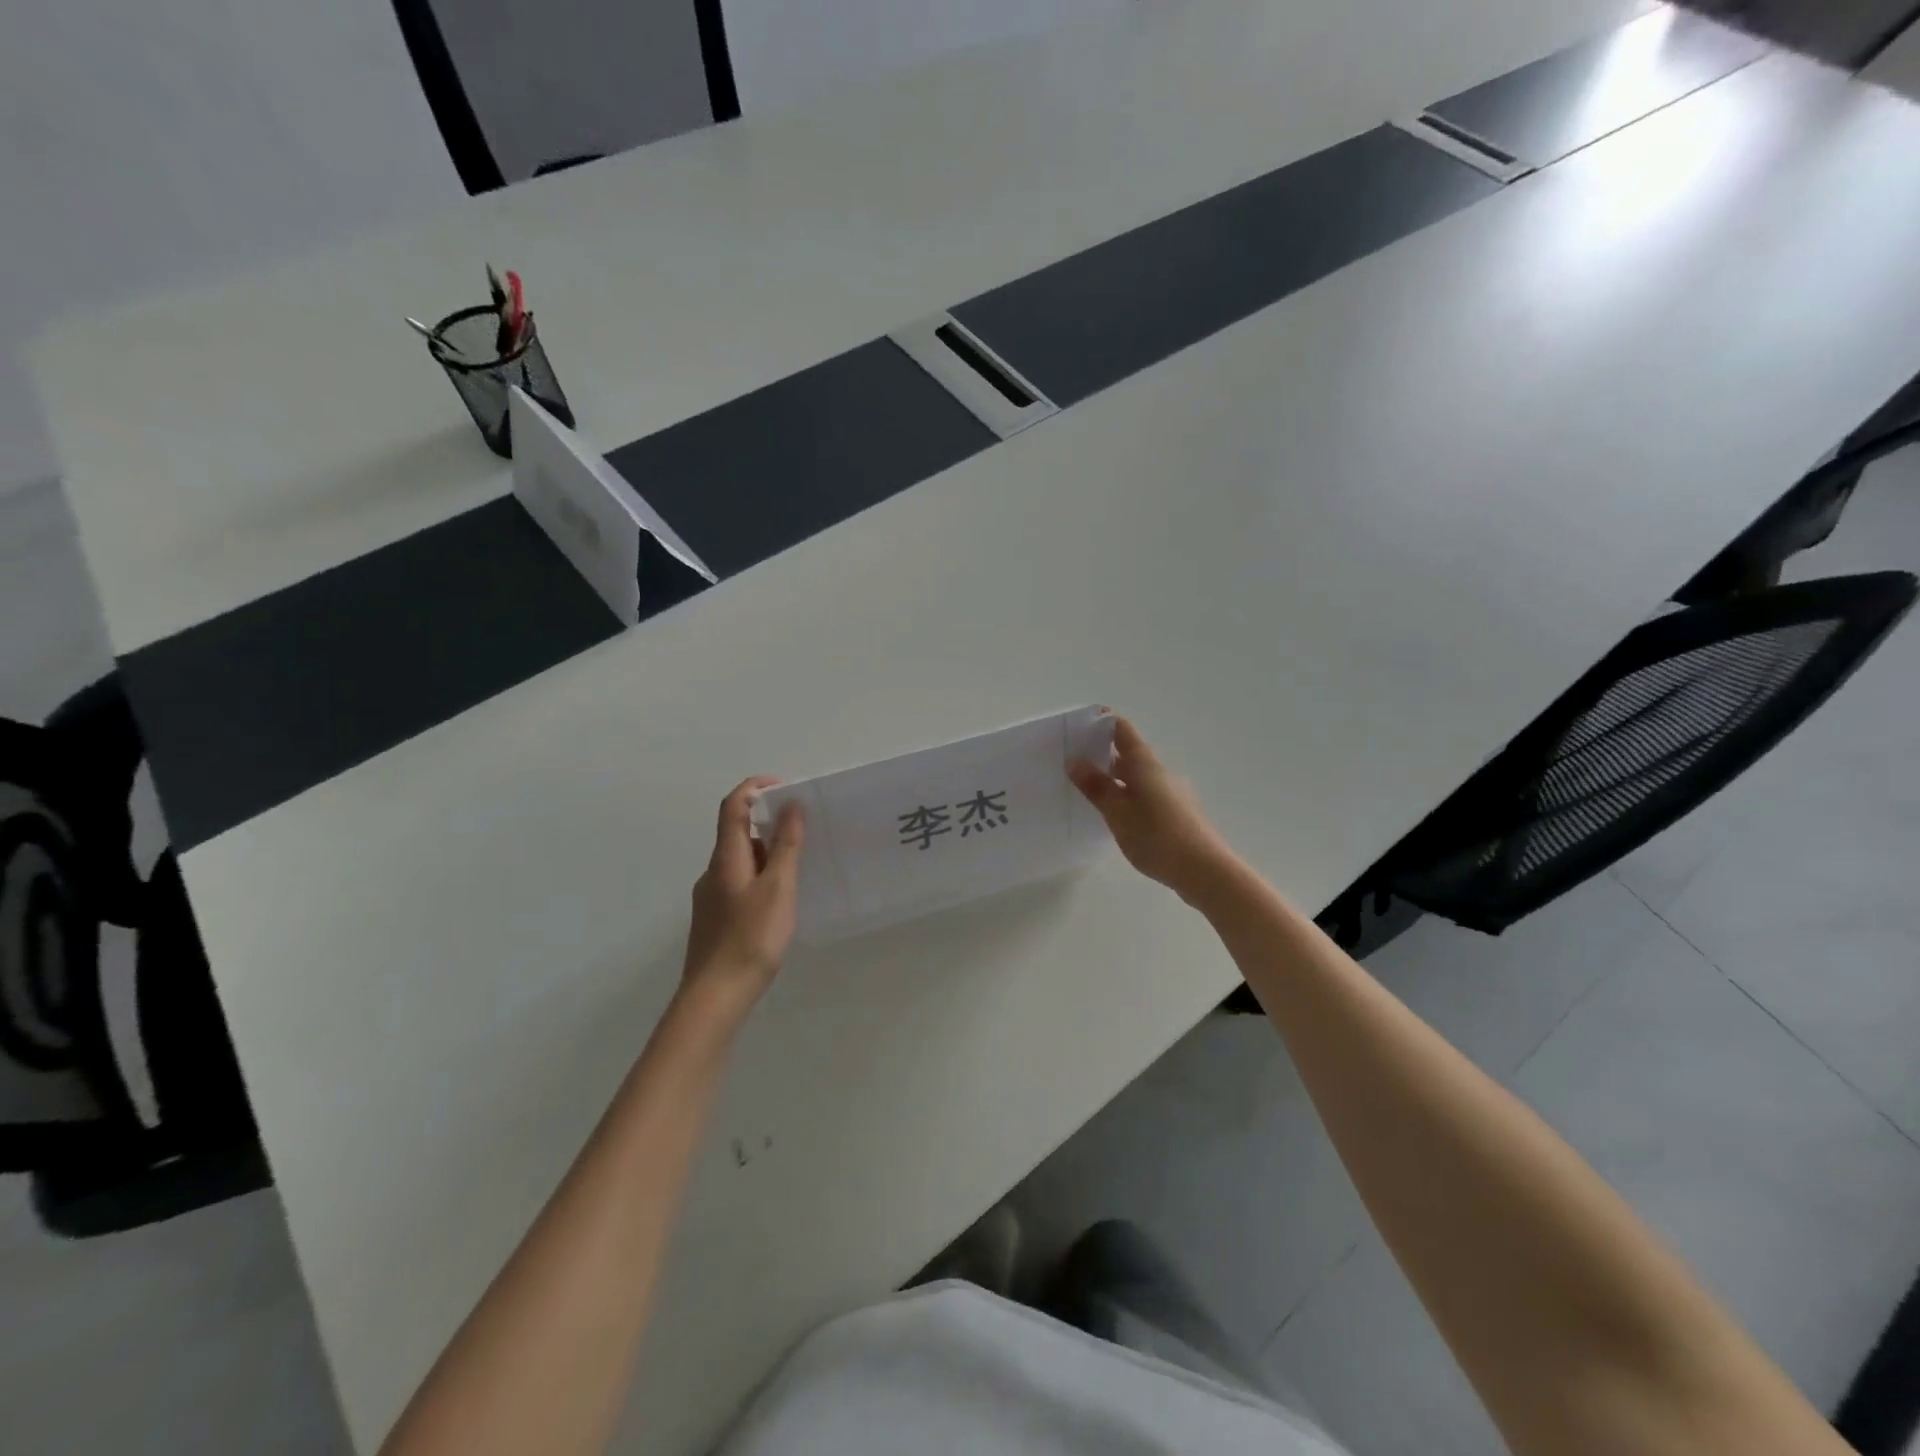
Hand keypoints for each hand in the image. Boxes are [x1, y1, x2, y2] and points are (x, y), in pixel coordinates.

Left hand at [681, 777, 804, 1016]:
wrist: (716, 997)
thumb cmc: (750, 938)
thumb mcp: (778, 888)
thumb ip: (786, 845)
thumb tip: (792, 805)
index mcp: (726, 858)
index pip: (733, 806)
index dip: (755, 788)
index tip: (786, 787)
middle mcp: (713, 871)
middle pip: (737, 832)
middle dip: (768, 821)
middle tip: (804, 828)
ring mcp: (711, 897)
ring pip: (741, 860)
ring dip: (768, 852)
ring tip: (800, 865)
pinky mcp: (716, 919)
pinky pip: (740, 882)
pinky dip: (761, 876)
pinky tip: (781, 900)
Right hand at [1069, 717, 1241, 903]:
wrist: (1205, 871)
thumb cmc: (1157, 837)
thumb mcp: (1118, 813)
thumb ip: (1096, 787)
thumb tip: (1074, 760)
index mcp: (1145, 764)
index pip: (1122, 730)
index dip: (1100, 724)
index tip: (1076, 728)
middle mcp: (1160, 772)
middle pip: (1127, 754)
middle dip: (1100, 755)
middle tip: (1070, 764)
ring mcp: (1171, 793)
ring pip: (1136, 777)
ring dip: (1113, 779)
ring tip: (1086, 792)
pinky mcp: (1176, 813)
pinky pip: (1145, 795)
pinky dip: (1126, 797)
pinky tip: (1114, 817)